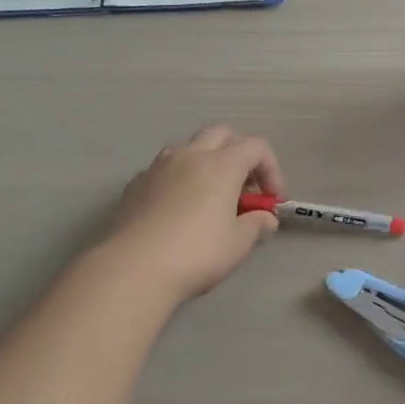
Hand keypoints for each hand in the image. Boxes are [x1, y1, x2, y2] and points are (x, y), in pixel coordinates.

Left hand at [108, 126, 284, 300]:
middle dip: (239, 153)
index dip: (271, 169)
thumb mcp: (238, 244)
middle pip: (222, 134)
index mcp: (221, 164)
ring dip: (206, 161)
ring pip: (189, 146)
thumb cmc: (196, 253)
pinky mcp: (135, 184)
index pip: (256, 147)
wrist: (132, 269)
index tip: (271, 200)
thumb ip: (257, 225)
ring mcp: (158, 166)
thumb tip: (266, 218)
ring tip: (209, 194)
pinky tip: (177, 208)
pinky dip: (178, 178)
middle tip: (243, 188)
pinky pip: (164, 169)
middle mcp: (190, 155)